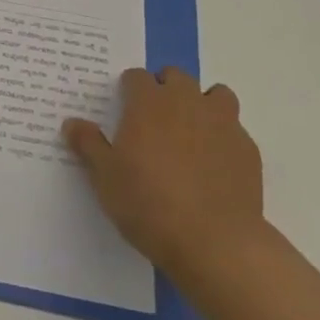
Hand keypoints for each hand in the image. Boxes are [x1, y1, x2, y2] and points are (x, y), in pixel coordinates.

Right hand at [63, 67, 267, 279]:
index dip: (129, 90)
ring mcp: (221, 122)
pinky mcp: (247, 148)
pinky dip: (224, 138)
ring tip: (192, 134)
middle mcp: (185, 101)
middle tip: (156, 121)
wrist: (215, 243)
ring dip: (203, 105)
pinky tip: (216, 165)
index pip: (136, 77)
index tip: (125, 110)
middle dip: (166, 89)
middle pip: (176, 76)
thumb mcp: (106, 178)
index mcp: (148, 102)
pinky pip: (235, 129)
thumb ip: (89, 145)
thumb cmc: (149, 205)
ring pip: (215, 94)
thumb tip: (72, 123)